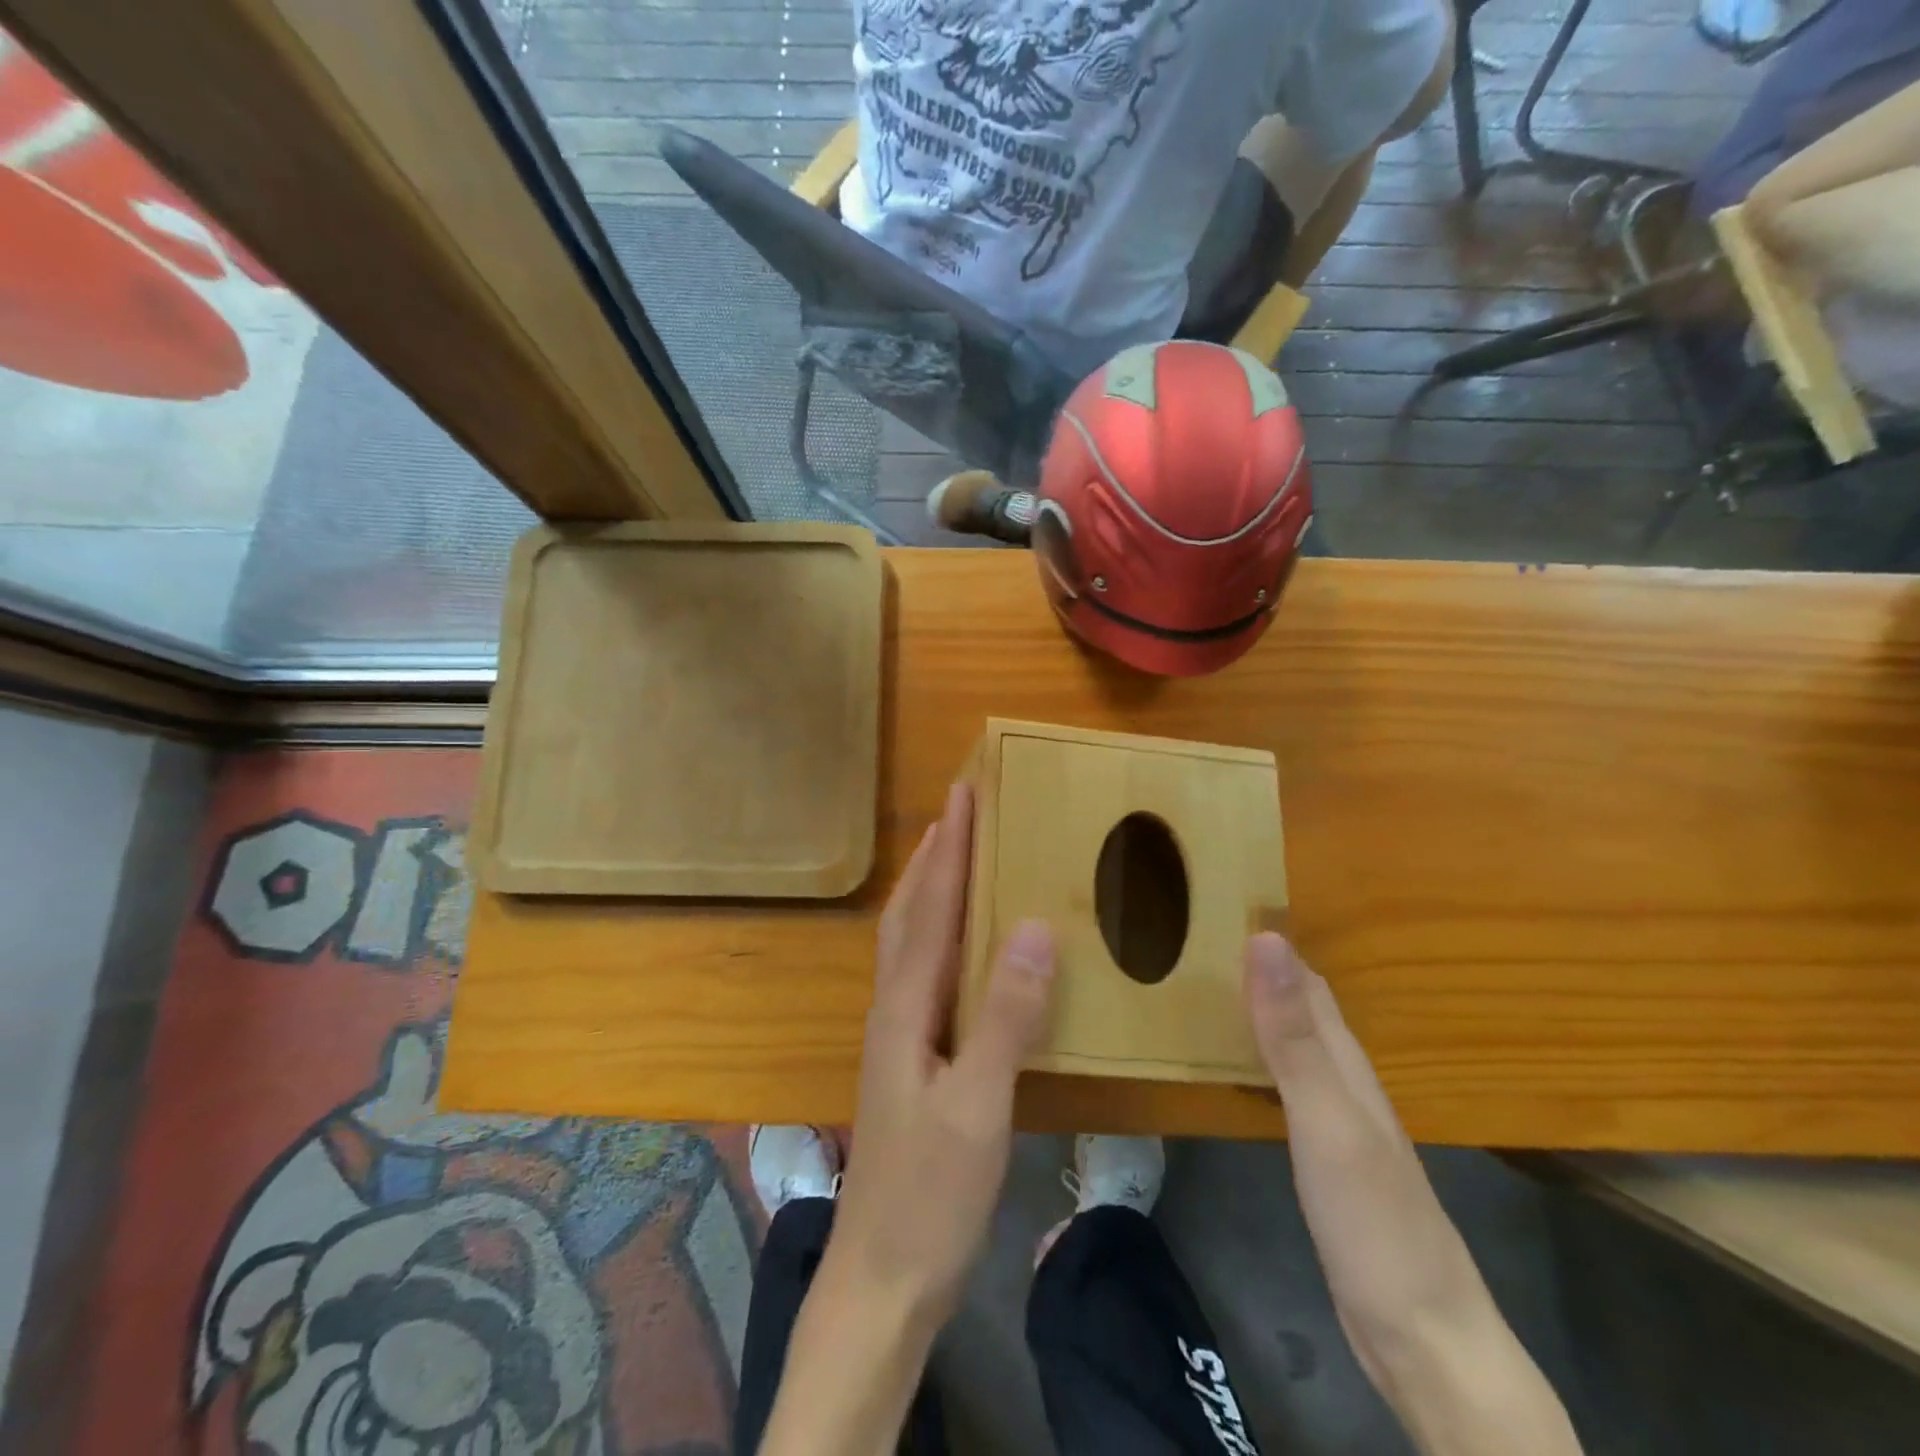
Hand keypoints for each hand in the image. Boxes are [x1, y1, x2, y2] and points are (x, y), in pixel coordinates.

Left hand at [827, 781, 1057, 1329]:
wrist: (881, 1278)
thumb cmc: (930, 1194)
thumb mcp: (978, 1106)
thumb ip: (1005, 1016)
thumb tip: (1031, 926)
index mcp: (905, 1008)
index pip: (930, 909)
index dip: (947, 849)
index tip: (961, 794)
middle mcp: (893, 1009)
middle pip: (907, 915)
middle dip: (931, 858)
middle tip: (956, 812)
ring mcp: (896, 1036)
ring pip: (908, 942)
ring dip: (928, 891)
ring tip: (952, 858)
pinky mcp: (908, 1060)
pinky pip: (921, 973)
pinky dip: (937, 936)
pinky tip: (959, 947)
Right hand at [1244, 934, 1582, 1455]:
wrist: (1421, 1335)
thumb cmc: (1372, 1218)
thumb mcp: (1325, 1118)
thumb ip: (1293, 1033)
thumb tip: (1267, 939)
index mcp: (1346, 1063)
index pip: (1307, 982)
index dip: (1271, 944)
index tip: (1219, 909)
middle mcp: (1346, 1081)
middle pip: (1304, 1008)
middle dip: (1261, 970)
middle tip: (1197, 944)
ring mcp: (1339, 1122)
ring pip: (1296, 1045)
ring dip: (1259, 1011)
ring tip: (1206, 991)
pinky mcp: (1327, 1158)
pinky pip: (1288, 1085)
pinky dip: (1261, 1058)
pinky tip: (1240, 1066)